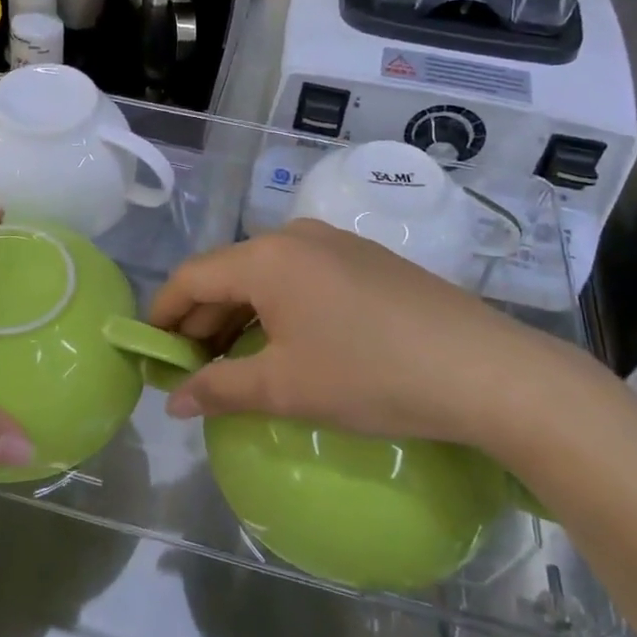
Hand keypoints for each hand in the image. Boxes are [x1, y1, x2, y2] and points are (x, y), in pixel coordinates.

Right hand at [148, 218, 608, 452]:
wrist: (486, 370)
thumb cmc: (371, 376)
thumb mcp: (286, 388)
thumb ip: (220, 388)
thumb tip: (174, 400)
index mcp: (266, 258)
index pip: (192, 277)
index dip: (164, 314)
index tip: (151, 352)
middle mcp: (295, 235)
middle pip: (227, 273)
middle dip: (202, 319)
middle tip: (191, 368)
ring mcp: (335, 242)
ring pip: (265, 274)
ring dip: (240, 315)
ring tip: (236, 361)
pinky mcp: (366, 259)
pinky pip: (301, 276)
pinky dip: (278, 307)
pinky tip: (288, 344)